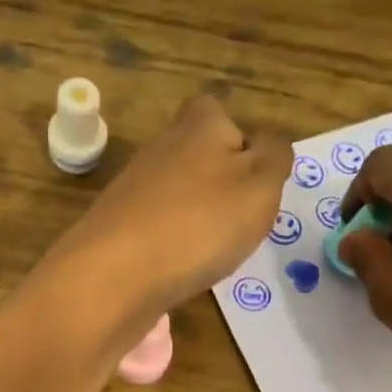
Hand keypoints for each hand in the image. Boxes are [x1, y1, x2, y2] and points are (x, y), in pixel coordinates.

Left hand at [38, 95, 290, 332]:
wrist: (116, 277)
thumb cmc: (200, 224)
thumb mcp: (260, 186)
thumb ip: (275, 158)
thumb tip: (271, 143)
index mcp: (199, 125)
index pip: (222, 115)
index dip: (242, 146)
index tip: (254, 185)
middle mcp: (160, 149)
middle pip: (197, 160)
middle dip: (218, 188)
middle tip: (237, 225)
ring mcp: (132, 192)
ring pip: (176, 198)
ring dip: (195, 221)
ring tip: (210, 254)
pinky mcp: (115, 232)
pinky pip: (155, 232)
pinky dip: (171, 248)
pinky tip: (178, 271)